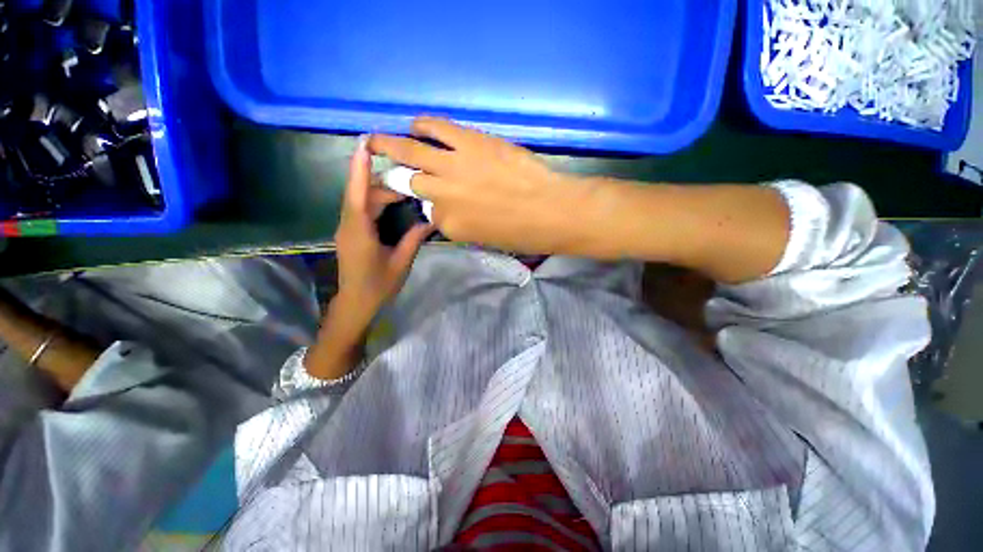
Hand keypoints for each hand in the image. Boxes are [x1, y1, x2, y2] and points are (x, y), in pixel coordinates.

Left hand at [334, 137, 432, 323]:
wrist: (356, 303)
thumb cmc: (378, 286)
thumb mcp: (401, 262)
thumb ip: (413, 239)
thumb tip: (430, 221)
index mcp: (359, 232)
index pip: (358, 194)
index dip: (359, 168)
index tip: (364, 144)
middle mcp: (348, 225)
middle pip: (363, 194)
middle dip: (385, 184)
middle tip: (411, 181)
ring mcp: (347, 228)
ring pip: (361, 201)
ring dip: (381, 193)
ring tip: (406, 192)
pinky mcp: (350, 233)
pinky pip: (361, 209)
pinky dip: (376, 202)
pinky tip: (393, 204)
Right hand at [369, 117, 597, 254]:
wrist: (552, 210)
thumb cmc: (523, 234)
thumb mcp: (485, 239)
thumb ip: (462, 224)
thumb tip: (449, 209)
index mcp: (449, 225)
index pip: (429, 213)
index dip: (431, 206)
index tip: (433, 200)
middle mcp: (443, 196)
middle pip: (409, 182)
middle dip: (396, 177)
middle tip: (384, 168)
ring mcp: (453, 167)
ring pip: (411, 152)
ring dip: (389, 144)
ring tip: (376, 140)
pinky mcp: (469, 142)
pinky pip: (436, 128)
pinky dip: (422, 125)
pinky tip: (416, 125)